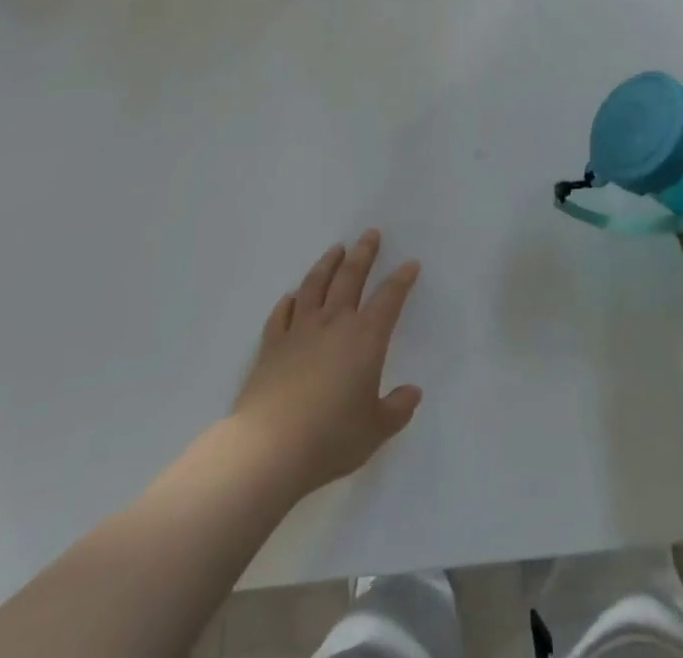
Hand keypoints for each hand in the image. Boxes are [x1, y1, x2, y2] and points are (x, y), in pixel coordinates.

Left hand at [231, 230, 421, 496]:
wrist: (269, 448)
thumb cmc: (330, 438)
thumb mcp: (375, 430)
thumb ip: (397, 409)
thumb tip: (413, 392)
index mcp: (365, 338)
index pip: (389, 298)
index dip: (401, 279)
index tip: (410, 264)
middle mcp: (334, 323)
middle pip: (350, 277)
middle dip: (363, 254)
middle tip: (370, 234)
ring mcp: (299, 331)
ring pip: (315, 285)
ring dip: (327, 264)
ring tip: (335, 249)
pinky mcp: (271, 345)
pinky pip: (281, 315)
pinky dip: (288, 302)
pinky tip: (291, 296)